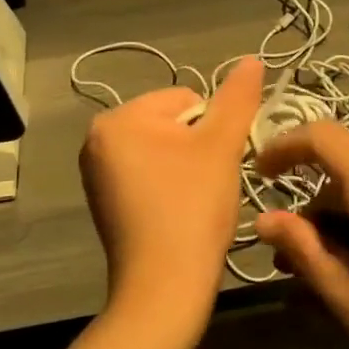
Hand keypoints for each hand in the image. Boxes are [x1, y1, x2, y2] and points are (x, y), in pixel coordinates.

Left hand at [79, 57, 264, 336]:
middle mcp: (96, 140)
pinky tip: (179, 213)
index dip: (212, 129)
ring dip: (187, 167)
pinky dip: (170, 186)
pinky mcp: (105, 201)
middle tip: (207, 184)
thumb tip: (252, 59)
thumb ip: (237, 98)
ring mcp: (97, 173)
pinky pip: (150, 174)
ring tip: (195, 200)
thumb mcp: (221, 146)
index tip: (215, 165)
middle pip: (172, 123)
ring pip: (164, 150)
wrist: (165, 289)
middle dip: (197, 148)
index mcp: (117, 119)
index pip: (185, 98)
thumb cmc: (192, 208)